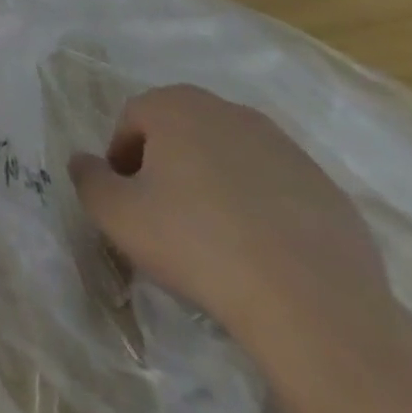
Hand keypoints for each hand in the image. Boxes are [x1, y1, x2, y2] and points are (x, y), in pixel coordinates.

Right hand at [68, 85, 395, 350]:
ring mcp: (285, 148)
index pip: (132, 120)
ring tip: (217, 238)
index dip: (122, 159)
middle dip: (169, 165)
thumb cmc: (197, 244)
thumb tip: (82, 161)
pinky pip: (277, 190)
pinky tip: (262, 253)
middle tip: (166, 215)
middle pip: (183, 132)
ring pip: (232, 158)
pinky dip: (263, 210)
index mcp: (175, 106)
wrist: (312, 306)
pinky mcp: (328, 190)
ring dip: (217, 184)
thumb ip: (88, 179)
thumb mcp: (117, 215)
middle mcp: (229, 111)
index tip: (127, 200)